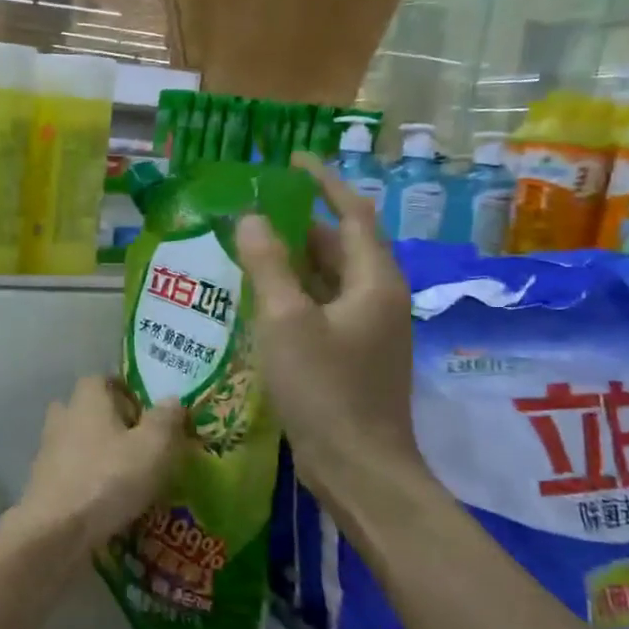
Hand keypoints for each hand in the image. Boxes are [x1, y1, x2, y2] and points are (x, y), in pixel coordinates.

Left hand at [8, 376, 185, 557]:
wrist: (56, 530)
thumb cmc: (108, 479)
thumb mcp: (153, 448)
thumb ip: (165, 420)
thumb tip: (173, 399)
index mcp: (88, 400)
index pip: (103, 379)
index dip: (125, 391)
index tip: (146, 410)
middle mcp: (63, 417)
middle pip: (87, 409)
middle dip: (110, 421)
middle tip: (139, 442)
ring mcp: (48, 450)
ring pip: (77, 441)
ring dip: (98, 452)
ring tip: (127, 474)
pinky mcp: (42, 482)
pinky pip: (70, 471)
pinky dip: (86, 478)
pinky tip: (106, 499)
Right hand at [235, 154, 426, 526]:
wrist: (360, 469)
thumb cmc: (325, 389)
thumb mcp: (286, 321)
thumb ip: (268, 265)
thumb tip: (251, 218)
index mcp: (374, 282)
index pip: (353, 214)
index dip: (326, 182)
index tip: (295, 158)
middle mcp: (379, 299)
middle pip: (342, 247)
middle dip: (303, 224)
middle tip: (257, 210)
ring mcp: (369, 332)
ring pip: (330, 281)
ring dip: (295, 262)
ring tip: (249, 250)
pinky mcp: (354, 358)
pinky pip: (323, 309)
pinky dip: (295, 296)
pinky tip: (260, 303)